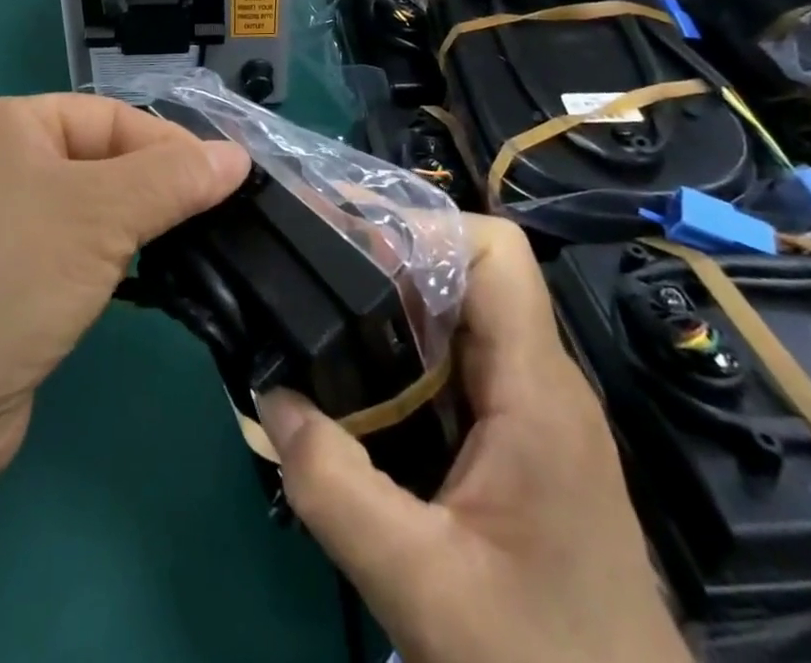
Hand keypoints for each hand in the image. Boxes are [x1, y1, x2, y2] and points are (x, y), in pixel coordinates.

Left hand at [0, 94, 248, 479]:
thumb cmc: (4, 278)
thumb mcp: (99, 215)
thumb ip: (173, 179)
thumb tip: (238, 156)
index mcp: (4, 124)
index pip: (110, 117)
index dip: (172, 146)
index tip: (230, 182)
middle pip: (101, 161)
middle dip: (157, 190)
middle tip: (218, 221)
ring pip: (90, 211)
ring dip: (136, 229)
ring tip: (190, 251)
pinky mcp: (3, 281)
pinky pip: (73, 253)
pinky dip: (110, 263)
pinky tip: (142, 281)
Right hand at [255, 216, 689, 662]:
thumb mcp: (421, 585)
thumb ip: (335, 488)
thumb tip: (270, 393)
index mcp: (535, 388)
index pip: (495, 250)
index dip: (423, 226)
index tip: (349, 239)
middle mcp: (541, 381)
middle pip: (467, 273)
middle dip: (389, 257)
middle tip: (313, 266)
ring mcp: (535, 412)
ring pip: (459, 319)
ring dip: (392, 308)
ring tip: (320, 314)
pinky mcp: (522, 443)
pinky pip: (458, 367)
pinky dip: (405, 357)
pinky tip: (358, 388)